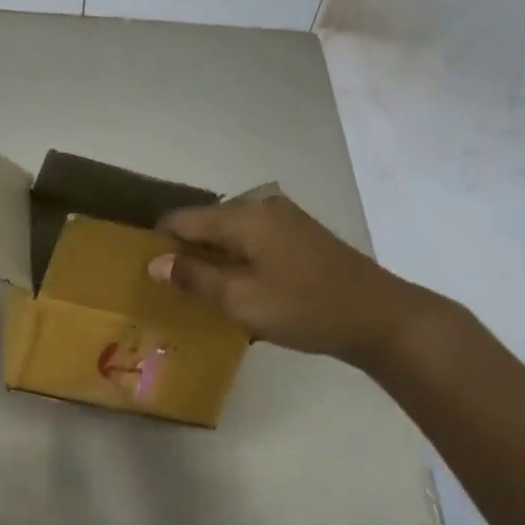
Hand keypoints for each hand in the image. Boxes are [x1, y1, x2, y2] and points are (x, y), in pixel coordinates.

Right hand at [147, 195, 430, 364]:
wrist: (379, 317)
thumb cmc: (304, 308)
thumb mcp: (241, 299)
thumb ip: (194, 278)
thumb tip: (155, 262)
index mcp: (243, 217)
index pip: (181, 219)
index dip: (158, 243)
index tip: (146, 274)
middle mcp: (261, 208)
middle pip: (205, 224)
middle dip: (184, 253)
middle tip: (171, 291)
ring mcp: (284, 221)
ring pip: (229, 235)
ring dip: (212, 260)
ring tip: (201, 295)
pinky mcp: (300, 237)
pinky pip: (252, 243)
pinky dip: (237, 262)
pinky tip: (239, 291)